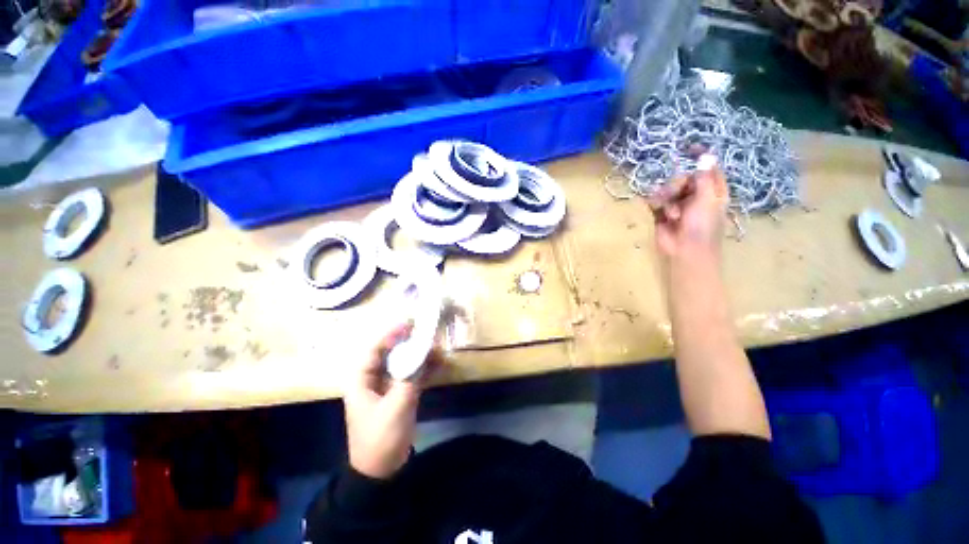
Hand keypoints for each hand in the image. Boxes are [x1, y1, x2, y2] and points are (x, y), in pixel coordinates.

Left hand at [344, 323, 438, 479]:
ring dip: (420, 356)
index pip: (373, 350)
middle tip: (428, 333)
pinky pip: (412, 375)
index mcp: (362, 381)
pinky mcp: (399, 395)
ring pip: (403, 363)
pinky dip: (425, 369)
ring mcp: (387, 387)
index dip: (390, 335)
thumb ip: (410, 378)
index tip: (409, 324)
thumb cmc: (381, 438)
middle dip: (409, 343)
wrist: (381, 471)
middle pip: (390, 354)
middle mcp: (373, 380)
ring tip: (438, 349)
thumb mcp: (396, 407)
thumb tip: (424, 354)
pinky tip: (440, 363)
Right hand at [646, 163, 728, 260]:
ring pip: (667, 189)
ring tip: (671, 213)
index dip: (700, 158)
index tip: (688, 148)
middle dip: (677, 184)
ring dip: (667, 198)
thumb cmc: (702, 227)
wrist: (685, 251)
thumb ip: (703, 178)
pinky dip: (654, 203)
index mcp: (712, 191)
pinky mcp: (662, 213)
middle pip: (683, 178)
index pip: (708, 169)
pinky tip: (654, 207)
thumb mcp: (706, 200)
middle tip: (677, 193)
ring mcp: (678, 204)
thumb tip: (706, 155)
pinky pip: (655, 201)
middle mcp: (695, 195)